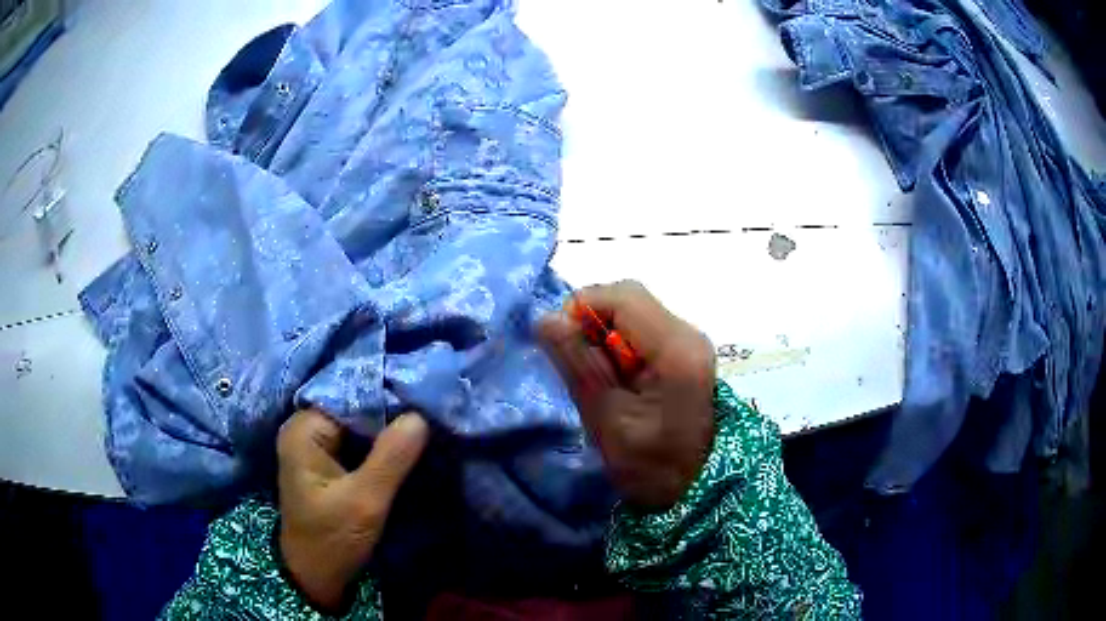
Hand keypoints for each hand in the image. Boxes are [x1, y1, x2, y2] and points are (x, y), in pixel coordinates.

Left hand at [277, 410, 428, 611]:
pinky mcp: (326, 463)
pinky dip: (379, 446)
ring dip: (386, 431)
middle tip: (428, 415)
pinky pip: (356, 443)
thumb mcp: (365, 502)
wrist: (315, 577)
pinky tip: (405, 446)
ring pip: (357, 427)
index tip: (422, 402)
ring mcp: (314, 446)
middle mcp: (305, 430)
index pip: (349, 398)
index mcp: (304, 431)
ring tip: (423, 427)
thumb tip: (419, 415)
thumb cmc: (332, 539)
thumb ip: (391, 458)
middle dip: (388, 415)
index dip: (386, 399)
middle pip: (353, 410)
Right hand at [538, 281, 715, 510]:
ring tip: (596, 376)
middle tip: (577, 364)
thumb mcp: (606, 418)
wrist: (695, 489)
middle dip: (593, 322)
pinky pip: (644, 330)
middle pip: (630, 298)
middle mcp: (689, 334)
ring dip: (605, 335)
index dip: (582, 309)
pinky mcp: (686, 353)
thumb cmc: (650, 466)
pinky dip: (620, 345)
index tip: (559, 344)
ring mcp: (691, 342)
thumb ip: (578, 364)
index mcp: (676, 349)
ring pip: (635, 312)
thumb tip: (546, 318)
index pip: (622, 296)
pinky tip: (616, 378)